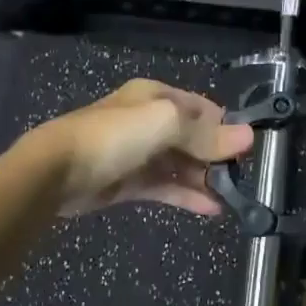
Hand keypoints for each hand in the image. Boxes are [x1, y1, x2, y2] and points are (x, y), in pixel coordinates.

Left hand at [26, 80, 253, 216]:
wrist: (57, 171)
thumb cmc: (115, 137)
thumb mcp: (167, 125)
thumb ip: (207, 134)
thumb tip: (248, 137)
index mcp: (157, 96)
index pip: (202, 108)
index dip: (226, 127)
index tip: (248, 150)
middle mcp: (149, 121)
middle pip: (192, 137)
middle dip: (217, 156)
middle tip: (242, 177)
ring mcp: (138, 153)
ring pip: (180, 164)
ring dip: (204, 179)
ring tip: (231, 197)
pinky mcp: (129, 182)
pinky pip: (165, 187)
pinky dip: (187, 196)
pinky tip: (211, 209)